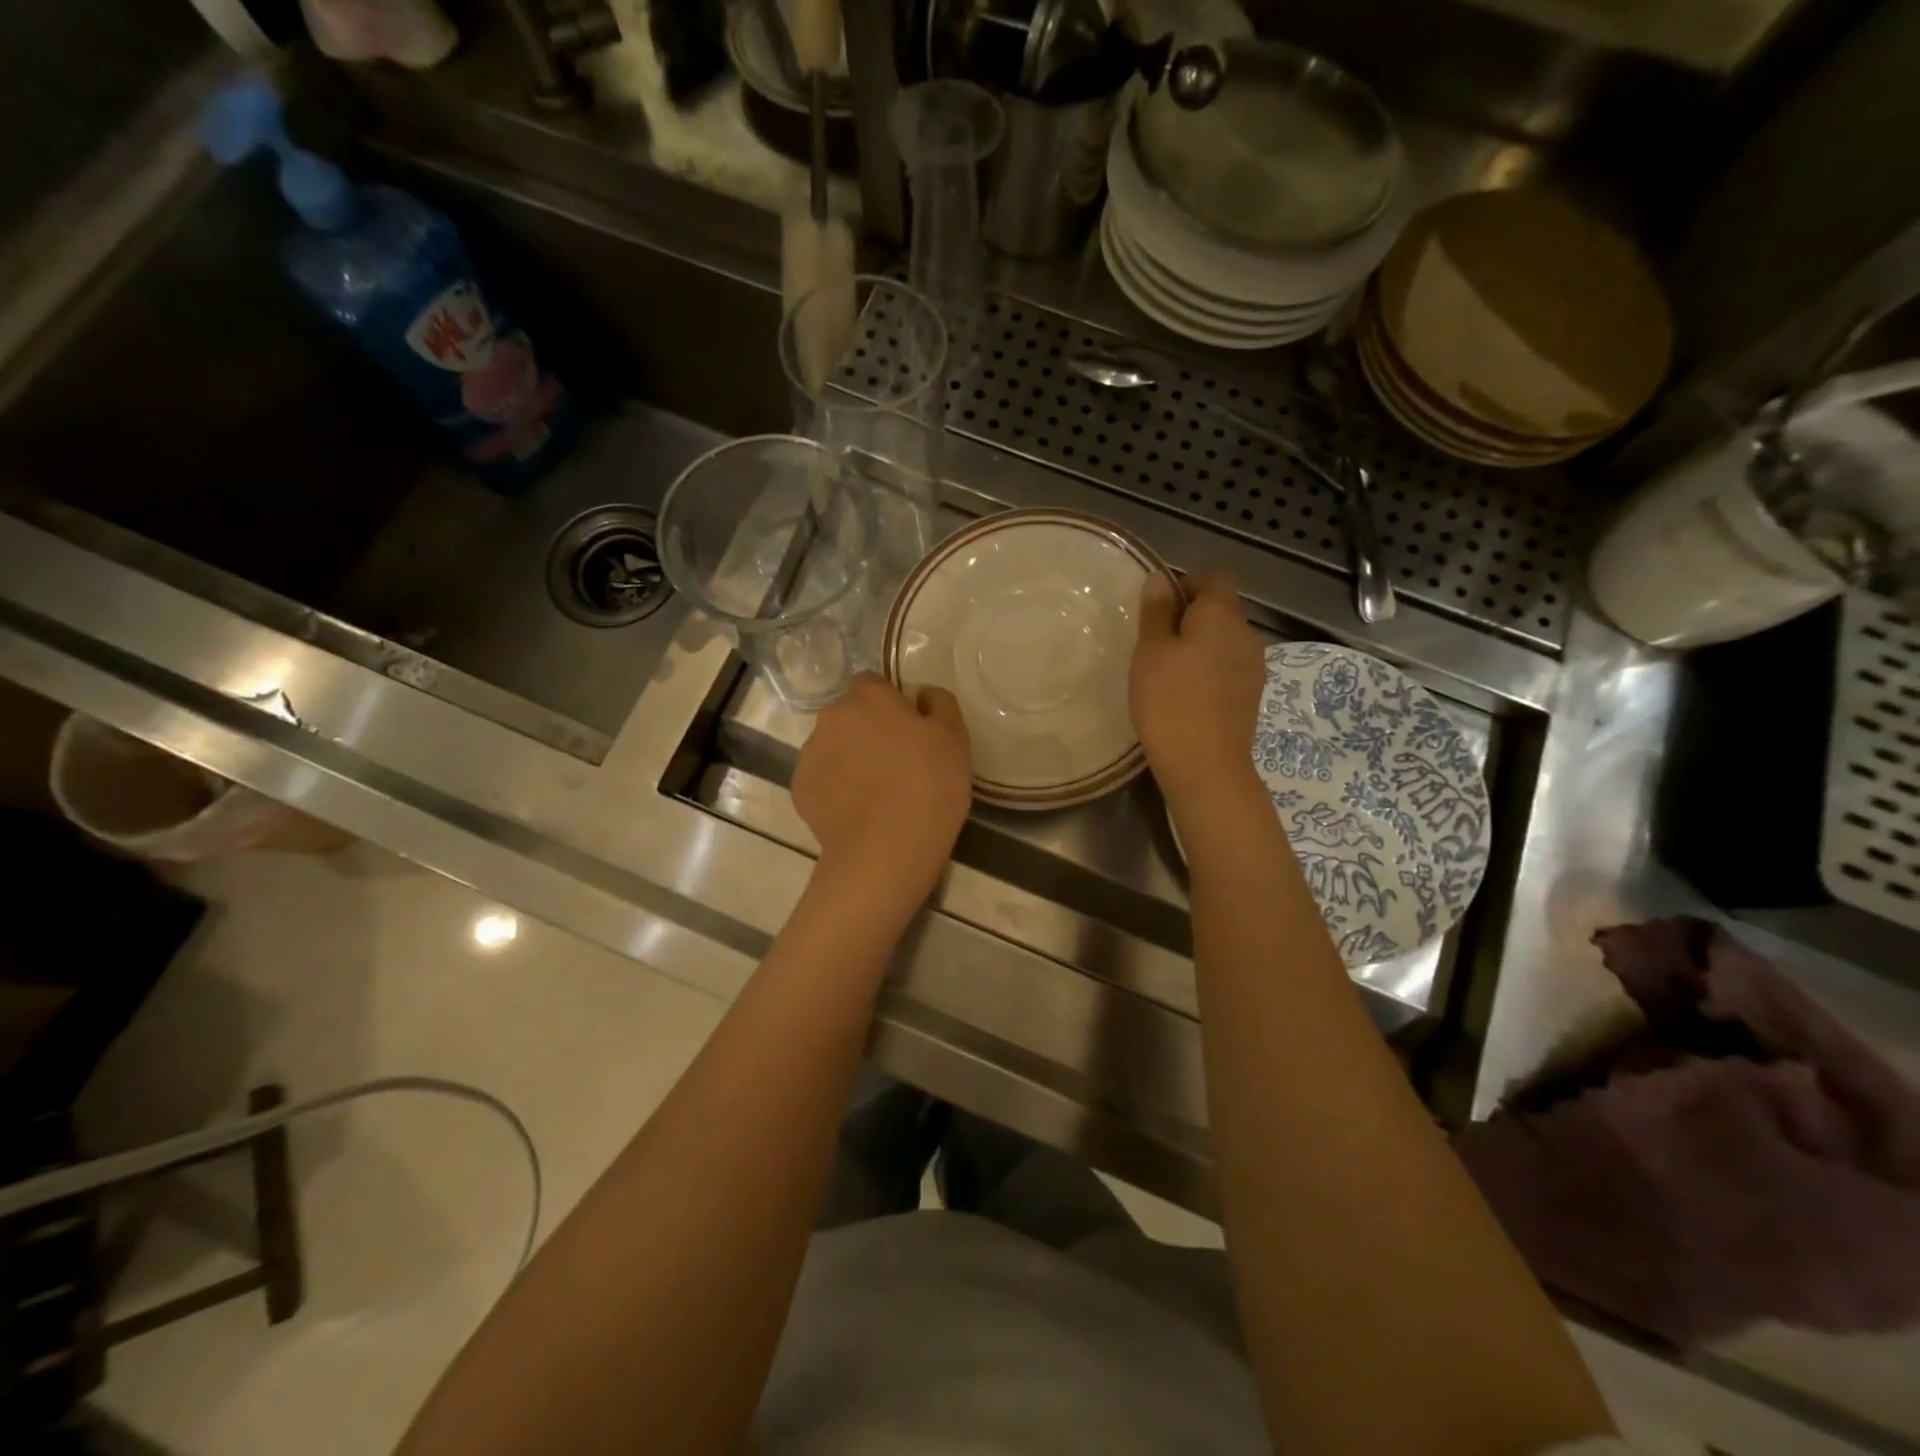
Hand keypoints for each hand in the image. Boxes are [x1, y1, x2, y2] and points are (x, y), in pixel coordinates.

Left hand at [793, 673, 972, 901]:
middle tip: (898, 763)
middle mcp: (830, 718)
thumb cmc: (927, 786)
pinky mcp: (800, 792)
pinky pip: (823, 780)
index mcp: (867, 698)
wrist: (885, 852)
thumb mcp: (954, 737)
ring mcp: (809, 756)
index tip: (911, 732)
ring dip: (851, 759)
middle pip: (850, 715)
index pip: (873, 684)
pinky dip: (837, 789)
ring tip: (878, 793)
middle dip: (868, 731)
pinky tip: (859, 812)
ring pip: (834, 747)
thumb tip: (921, 696)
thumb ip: (939, 703)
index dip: (892, 704)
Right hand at [1130, 571, 1265, 806]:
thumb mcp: (1150, 652)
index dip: (1187, 584)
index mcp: (1222, 614)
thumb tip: (1161, 578)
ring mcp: (1254, 667)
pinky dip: (1208, 672)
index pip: (1214, 577)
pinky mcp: (1250, 696)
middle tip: (1154, 644)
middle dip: (1190, 618)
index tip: (1158, 609)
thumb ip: (1156, 612)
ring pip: (1224, 641)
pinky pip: (1228, 668)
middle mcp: (1246, 633)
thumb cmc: (1170, 701)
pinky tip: (1184, 697)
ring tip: (1166, 673)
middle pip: (1221, 609)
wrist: (1206, 766)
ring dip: (1199, 647)